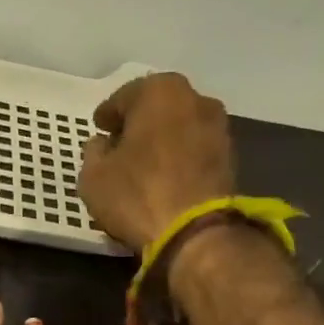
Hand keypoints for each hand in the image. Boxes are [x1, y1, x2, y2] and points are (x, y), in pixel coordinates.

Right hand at [79, 72, 236, 251]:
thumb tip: (102, 144)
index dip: (108, 114)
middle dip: (138, 122)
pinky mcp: (230, 157)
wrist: (195, 232)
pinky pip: (194, 149)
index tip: (99, 127)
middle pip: (157, 107)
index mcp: (159, 91)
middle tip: (120, 142)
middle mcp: (194, 98)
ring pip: (179, 127)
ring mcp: (218, 127)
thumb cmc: (137, 195)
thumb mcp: (93, 177)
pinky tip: (165, 175)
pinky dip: (178, 157)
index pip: (123, 97)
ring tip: (143, 162)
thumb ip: (93, 152)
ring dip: (161, 139)